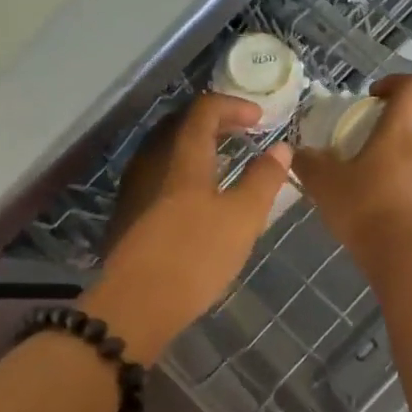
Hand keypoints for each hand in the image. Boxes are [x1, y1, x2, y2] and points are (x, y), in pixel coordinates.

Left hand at [83, 93, 291, 359]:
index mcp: (183, 159)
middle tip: (245, 134)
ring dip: (199, 149)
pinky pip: (161, 176)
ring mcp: (137, 190)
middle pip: (181, 126)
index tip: (260, 119)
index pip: (204, 110)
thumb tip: (281, 148)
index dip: (233, 106)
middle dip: (216, 123)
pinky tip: (199, 199)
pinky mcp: (130, 216)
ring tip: (226, 164)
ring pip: (168, 152)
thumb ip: (263, 180)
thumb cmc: (196, 256)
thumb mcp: (242, 218)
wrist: (137, 305)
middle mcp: (154, 164)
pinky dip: (185, 173)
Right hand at [293, 75, 411, 258]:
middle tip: (390, 128)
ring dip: (410, 153)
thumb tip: (298, 152)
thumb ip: (309, 163)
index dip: (396, 83)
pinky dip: (405, 182)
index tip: (374, 95)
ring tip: (375, 168)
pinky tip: (378, 196)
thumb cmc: (363, 206)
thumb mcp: (324, 183)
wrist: (398, 253)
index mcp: (399, 133)